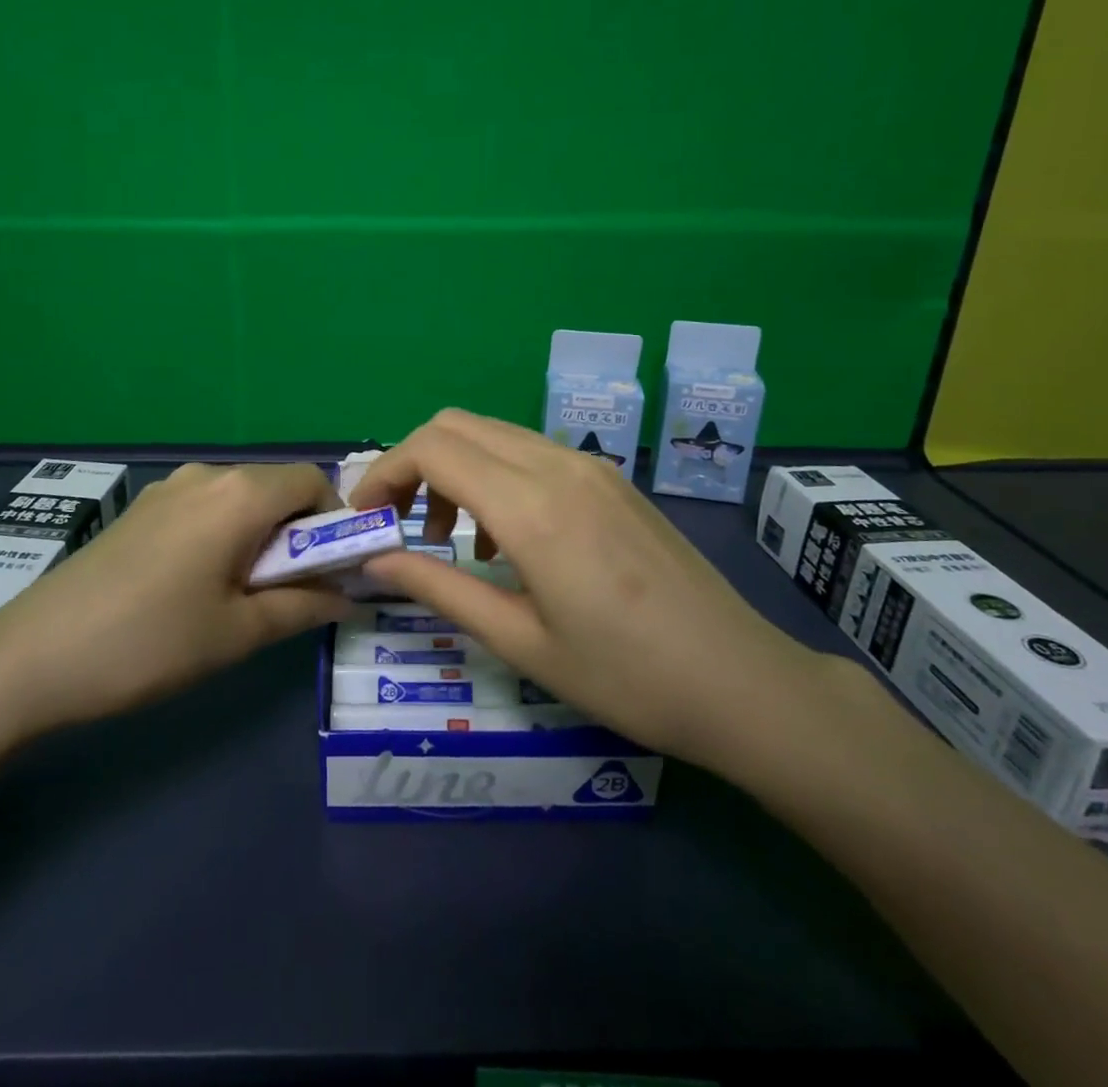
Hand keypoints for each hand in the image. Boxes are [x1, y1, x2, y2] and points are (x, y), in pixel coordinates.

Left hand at [0, 461, 350, 742]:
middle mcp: (207, 474)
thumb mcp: (239, 633)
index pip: (315, 482)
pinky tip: (197, 585)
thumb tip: (349, 596)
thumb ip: (304, 607)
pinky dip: (225, 535)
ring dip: (260, 536)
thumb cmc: (150, 642)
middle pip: (278, 488)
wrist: (33, 655)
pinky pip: (206, 508)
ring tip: (240, 595)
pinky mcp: (142, 507)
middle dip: (298, 533)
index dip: (335, 523)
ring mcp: (168, 487)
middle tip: (290, 593)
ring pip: (241, 499)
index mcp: (240, 494)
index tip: (331, 572)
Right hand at [351, 409, 823, 772]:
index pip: (432, 448)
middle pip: (456, 425)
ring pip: (493, 434)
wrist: (741, 681)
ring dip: (454, 469)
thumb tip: (376, 561)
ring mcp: (590, 465)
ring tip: (452, 539)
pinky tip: (507, 539)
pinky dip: (494, 475)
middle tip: (401, 524)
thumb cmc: (626, 677)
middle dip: (413, 464)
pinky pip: (530, 451)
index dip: (384, 472)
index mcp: (531, 506)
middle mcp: (557, 465)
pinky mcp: (610, 477)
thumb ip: (439, 589)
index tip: (366, 517)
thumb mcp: (520, 641)